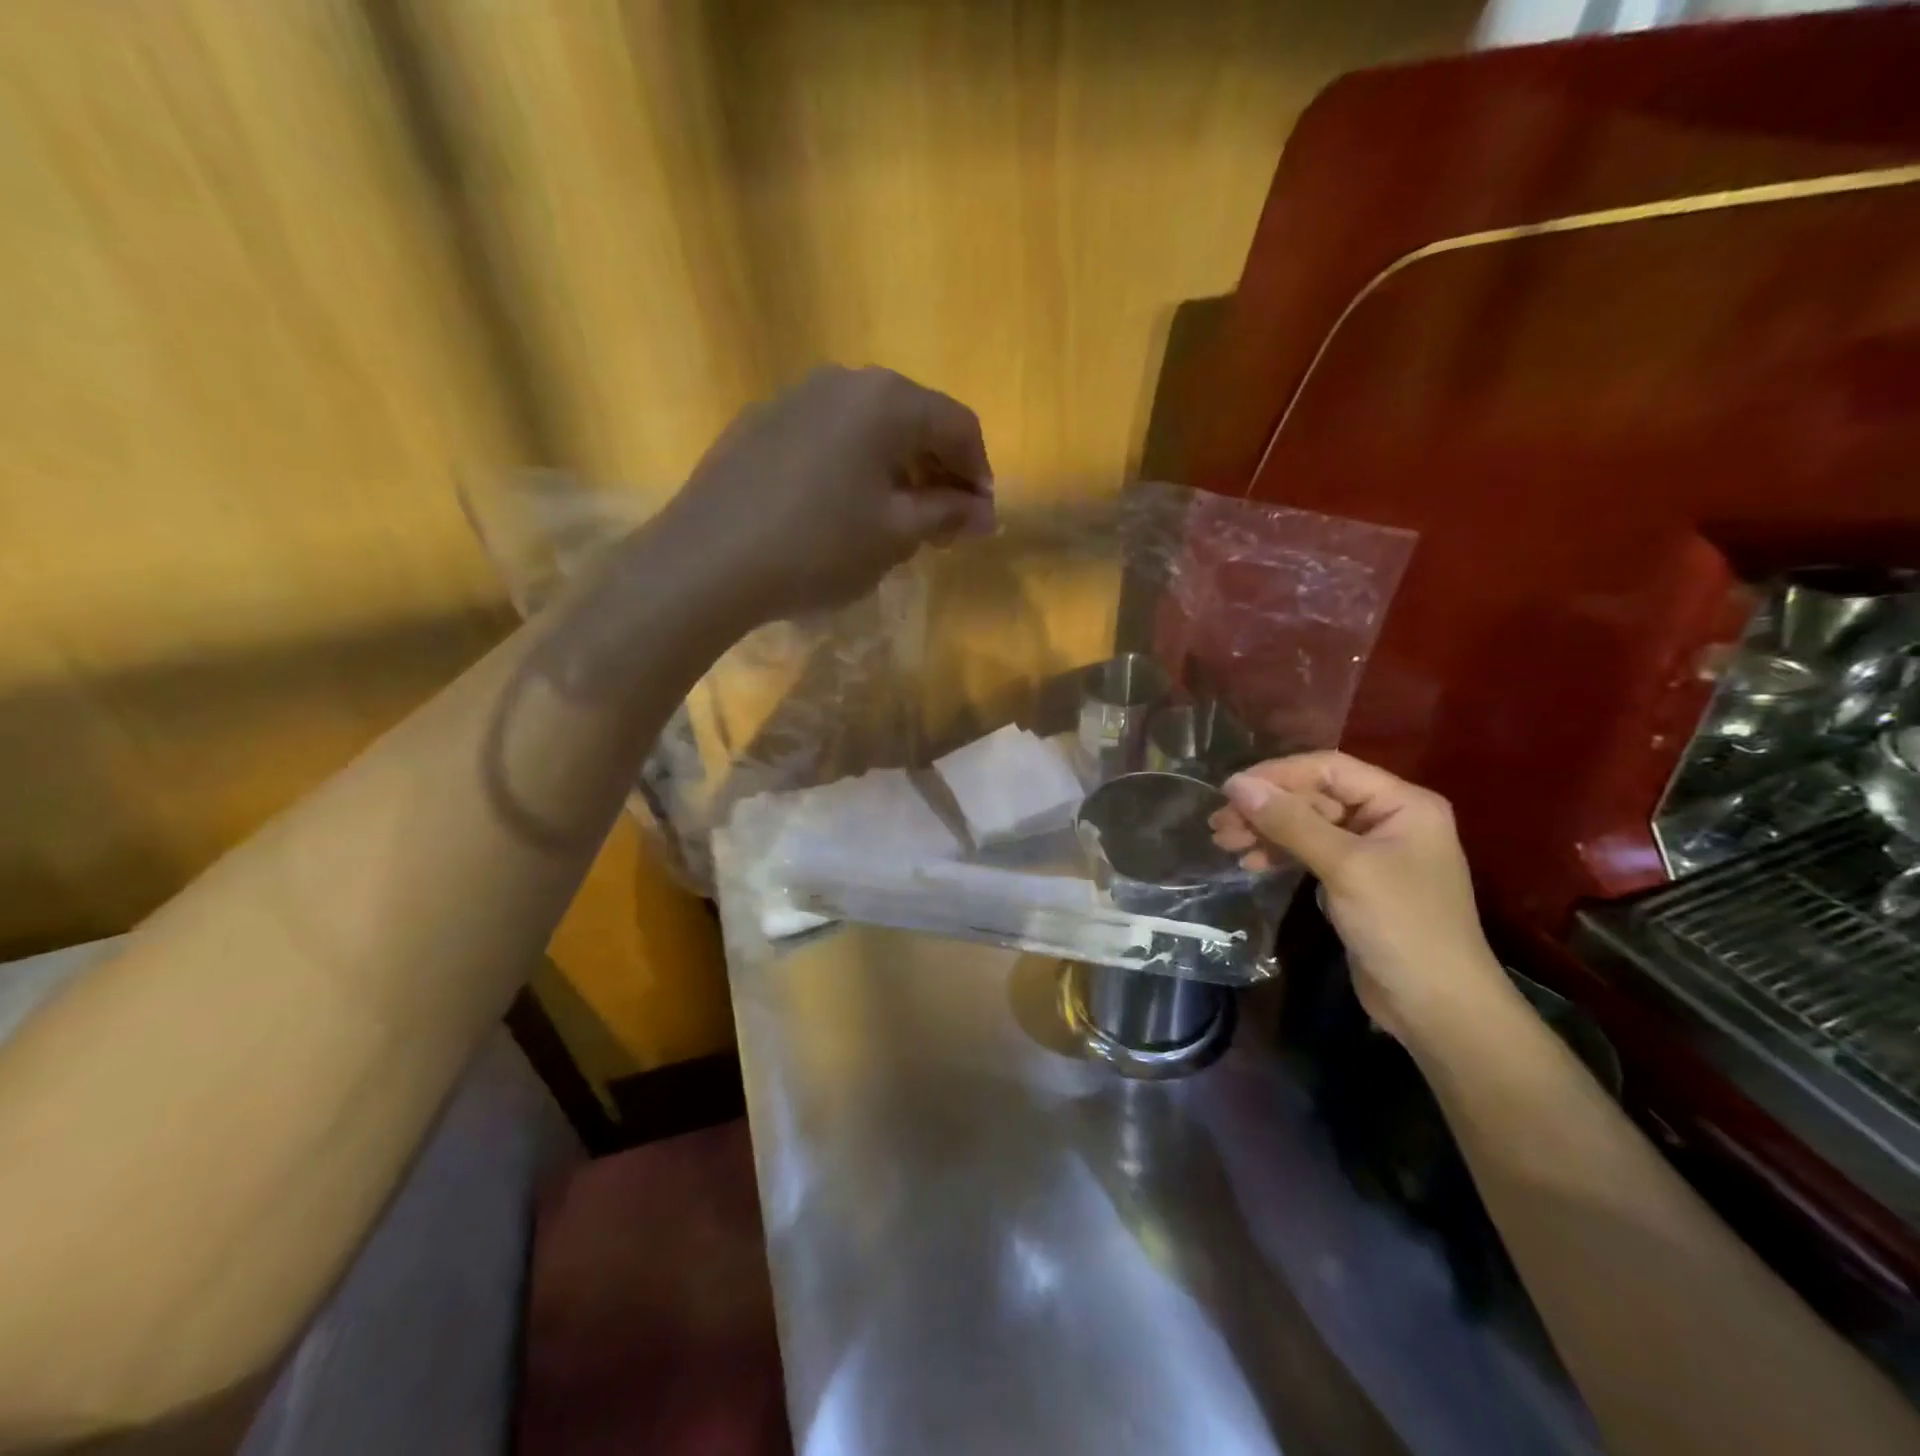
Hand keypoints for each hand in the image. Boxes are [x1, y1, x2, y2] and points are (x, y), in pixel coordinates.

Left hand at [659, 365, 993, 621]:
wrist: (707, 561)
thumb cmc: (818, 546)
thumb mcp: (895, 535)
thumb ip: (947, 515)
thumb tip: (985, 513)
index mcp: (886, 400)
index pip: (958, 425)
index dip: (979, 474)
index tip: (980, 521)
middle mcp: (842, 381)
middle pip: (913, 420)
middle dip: (939, 472)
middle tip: (944, 527)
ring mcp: (794, 397)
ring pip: (868, 429)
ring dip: (896, 470)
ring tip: (896, 522)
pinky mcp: (760, 423)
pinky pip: (828, 438)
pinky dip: (853, 468)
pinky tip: (842, 510)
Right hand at [1211, 752, 1516, 1045]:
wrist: (1438, 1009)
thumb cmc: (1401, 926)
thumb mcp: (1344, 867)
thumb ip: (1290, 822)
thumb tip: (1236, 784)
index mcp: (1402, 803)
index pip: (1329, 769)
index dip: (1277, 775)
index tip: (1230, 790)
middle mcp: (1388, 819)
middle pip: (1315, 797)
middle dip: (1266, 808)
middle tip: (1219, 824)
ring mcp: (1372, 852)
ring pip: (1307, 825)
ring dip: (1266, 831)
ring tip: (1224, 842)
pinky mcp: (1355, 882)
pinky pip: (1310, 853)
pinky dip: (1279, 855)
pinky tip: (1250, 863)